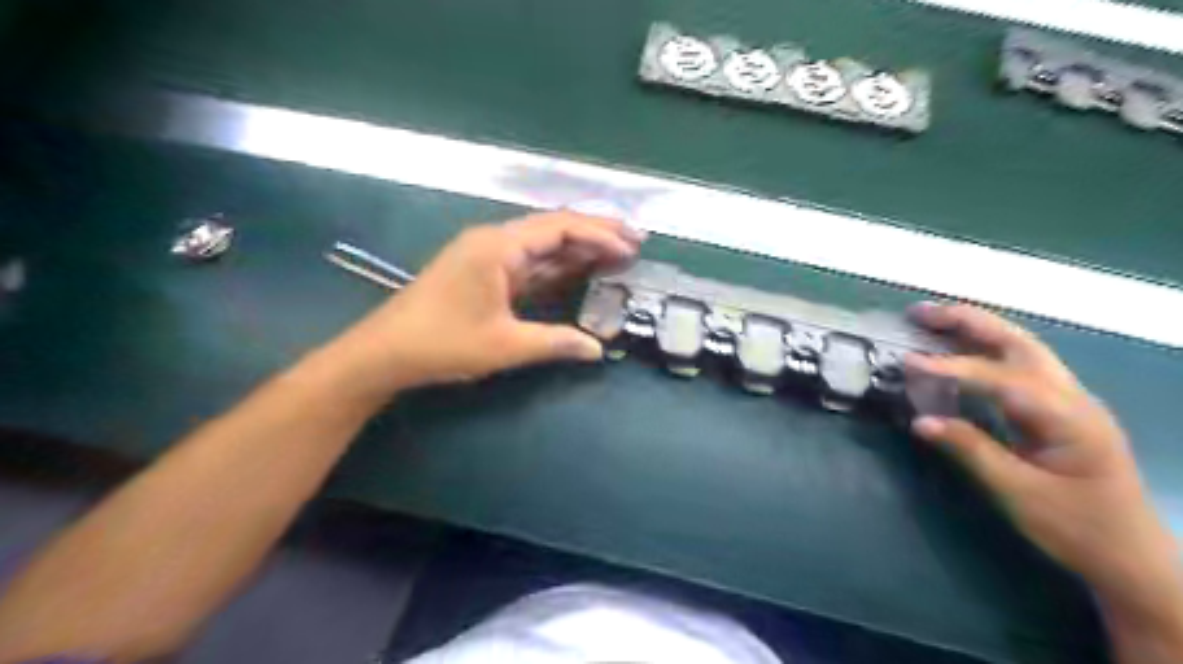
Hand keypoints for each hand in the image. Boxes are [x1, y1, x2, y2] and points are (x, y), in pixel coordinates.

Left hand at [331, 211, 646, 398]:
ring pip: (543, 244)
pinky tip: (580, 270)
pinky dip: (558, 265)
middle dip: (596, 233)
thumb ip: (555, 343)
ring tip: (617, 253)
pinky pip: (530, 262)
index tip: (631, 247)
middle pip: (554, 228)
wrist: (386, 352)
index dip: (600, 235)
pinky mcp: (485, 273)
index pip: (560, 229)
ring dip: (579, 248)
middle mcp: (495, 241)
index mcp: (499, 247)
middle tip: (635, 241)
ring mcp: (489, 256)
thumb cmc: (443, 343)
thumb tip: (597, 350)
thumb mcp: (504, 346)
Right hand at [903, 305, 1178, 659]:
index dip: (953, 367)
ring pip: (1021, 347)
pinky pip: (1018, 365)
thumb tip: (920, 421)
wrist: (1129, 554)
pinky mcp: (1057, 408)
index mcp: (1069, 419)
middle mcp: (1073, 397)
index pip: (1003, 379)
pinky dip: (983, 348)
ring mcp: (1068, 399)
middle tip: (920, 312)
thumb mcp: (1019, 494)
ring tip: (932, 319)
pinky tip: (958, 348)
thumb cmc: (1076, 528)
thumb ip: (970, 451)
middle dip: (968, 322)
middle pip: (1018, 342)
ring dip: (975, 328)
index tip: (909, 362)